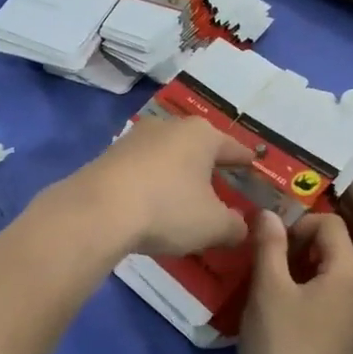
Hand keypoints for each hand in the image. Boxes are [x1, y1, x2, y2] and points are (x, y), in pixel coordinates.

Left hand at [57, 116, 253, 257]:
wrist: (98, 211)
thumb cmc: (168, 209)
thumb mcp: (213, 226)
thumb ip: (234, 226)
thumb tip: (241, 227)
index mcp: (202, 135)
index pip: (233, 147)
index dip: (245, 160)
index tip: (254, 164)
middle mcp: (169, 126)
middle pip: (198, 146)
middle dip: (208, 164)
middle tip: (220, 182)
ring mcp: (135, 138)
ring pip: (167, 154)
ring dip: (177, 172)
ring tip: (184, 193)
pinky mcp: (109, 155)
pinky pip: (142, 168)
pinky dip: (152, 181)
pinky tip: (152, 200)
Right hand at [238, 184, 352, 353]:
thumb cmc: (282, 344)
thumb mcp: (269, 289)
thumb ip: (269, 245)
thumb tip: (267, 213)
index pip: (333, 226)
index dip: (302, 222)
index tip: (274, 235)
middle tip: (347, 185)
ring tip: (331, 218)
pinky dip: (343, 261)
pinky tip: (315, 264)